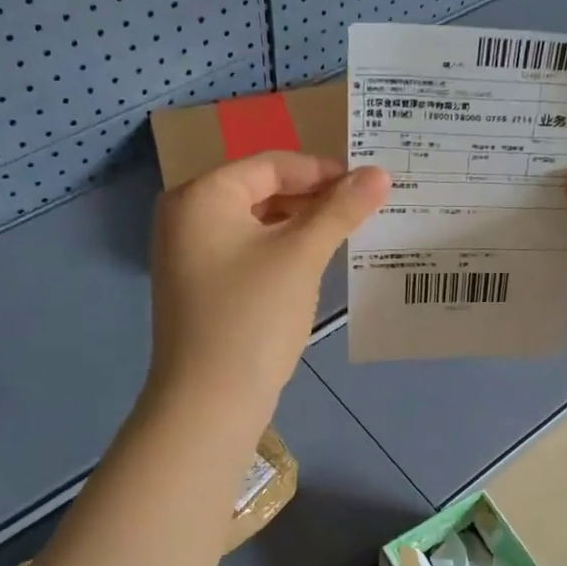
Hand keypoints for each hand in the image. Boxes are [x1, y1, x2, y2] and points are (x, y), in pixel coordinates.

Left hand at [148, 152, 388, 436]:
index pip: (272, 165)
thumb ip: (340, 210)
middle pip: (262, 190)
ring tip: (345, 235)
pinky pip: (247, 250)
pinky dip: (281, 250)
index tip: (368, 187)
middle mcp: (187, 215)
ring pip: (256, 222)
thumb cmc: (253, 315)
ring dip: (300, 226)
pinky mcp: (200, 284)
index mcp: (202, 195)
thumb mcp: (301, 255)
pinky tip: (314, 263)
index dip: (323, 171)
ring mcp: (189, 253)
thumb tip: (380, 173)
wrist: (209, 401)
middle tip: (362, 211)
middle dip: (313, 198)